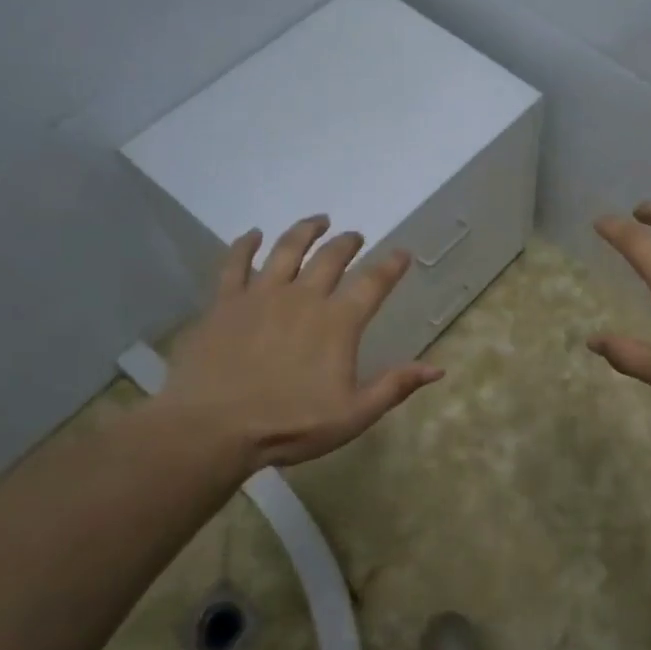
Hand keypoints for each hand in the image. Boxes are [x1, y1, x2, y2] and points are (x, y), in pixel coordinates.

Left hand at [148, 215, 442, 469]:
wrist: (213, 429)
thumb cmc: (288, 425)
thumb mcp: (353, 415)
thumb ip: (394, 386)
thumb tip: (437, 367)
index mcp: (337, 323)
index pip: (372, 283)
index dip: (391, 266)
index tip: (402, 253)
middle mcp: (303, 298)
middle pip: (330, 258)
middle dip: (347, 242)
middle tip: (356, 235)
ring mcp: (261, 295)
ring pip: (287, 249)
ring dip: (306, 231)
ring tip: (318, 220)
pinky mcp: (225, 303)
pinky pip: (235, 264)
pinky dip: (246, 245)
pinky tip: (253, 235)